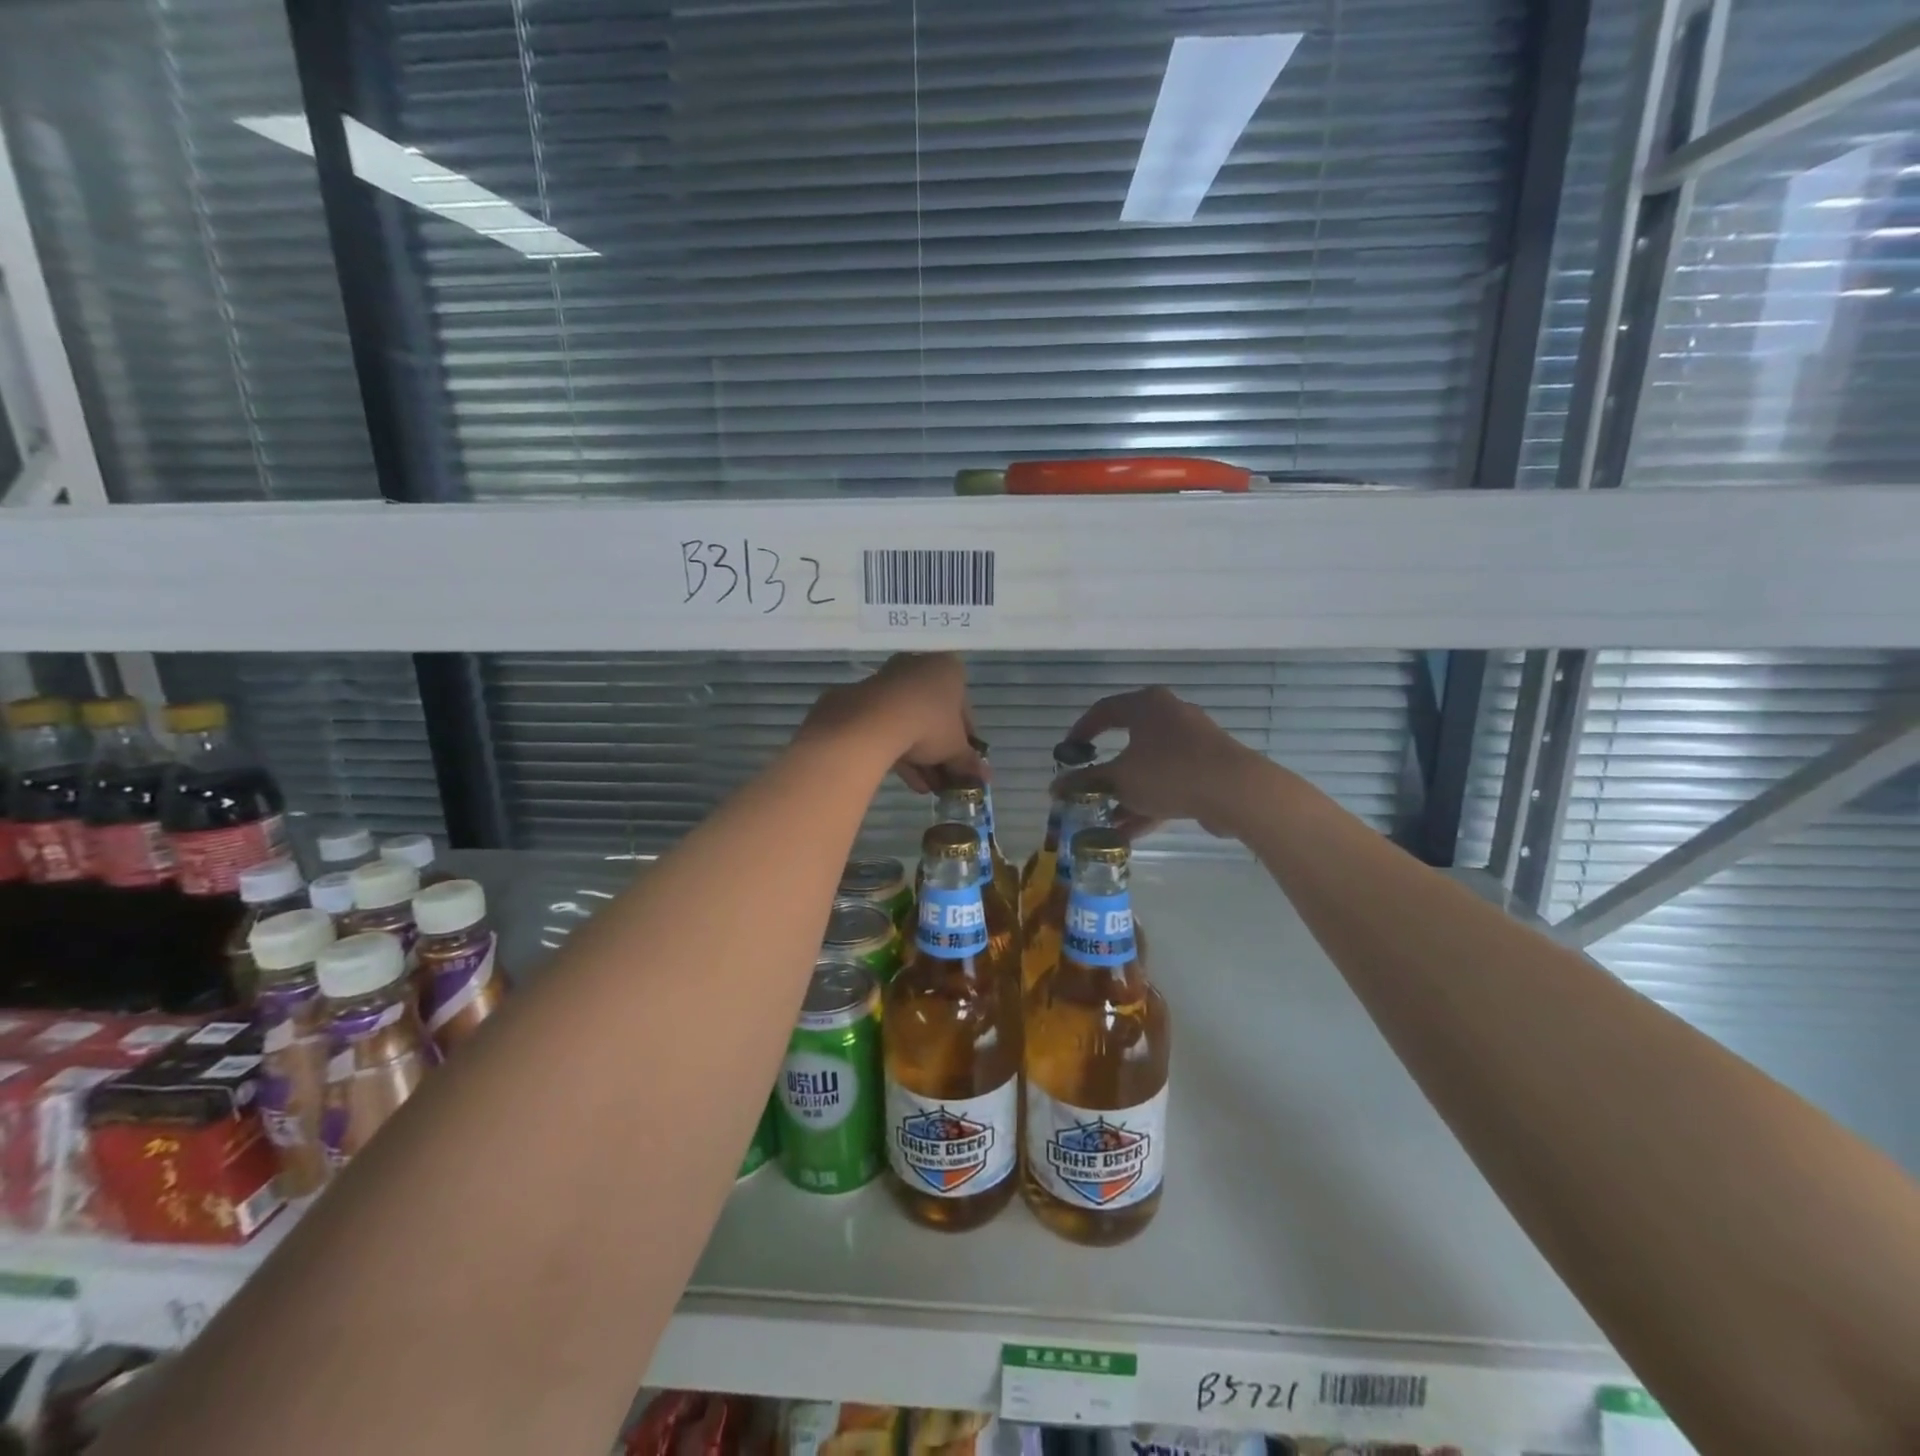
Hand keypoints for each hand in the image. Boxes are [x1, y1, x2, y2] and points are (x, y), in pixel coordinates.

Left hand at [799, 653, 981, 792]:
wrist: (875, 721)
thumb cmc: (929, 724)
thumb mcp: (955, 747)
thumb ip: (969, 761)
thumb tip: (985, 778)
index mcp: (948, 669)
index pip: (964, 708)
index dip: (966, 740)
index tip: (965, 762)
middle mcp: (919, 667)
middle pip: (935, 716)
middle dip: (941, 751)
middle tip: (947, 779)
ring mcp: (889, 682)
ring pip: (911, 724)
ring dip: (922, 758)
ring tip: (929, 788)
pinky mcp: (865, 700)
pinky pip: (889, 727)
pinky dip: (901, 753)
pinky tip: (910, 782)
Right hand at [1055, 686, 1272, 839]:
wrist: (1236, 791)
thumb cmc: (1169, 772)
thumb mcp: (1120, 779)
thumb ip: (1086, 782)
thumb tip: (1054, 788)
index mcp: (1146, 706)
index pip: (1104, 710)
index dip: (1081, 731)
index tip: (1068, 753)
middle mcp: (1170, 716)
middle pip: (1128, 741)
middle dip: (1105, 773)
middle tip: (1087, 787)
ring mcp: (1192, 742)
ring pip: (1149, 767)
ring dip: (1126, 794)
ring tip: (1104, 820)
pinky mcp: (1207, 768)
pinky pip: (1169, 782)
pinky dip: (1149, 802)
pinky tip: (1130, 832)